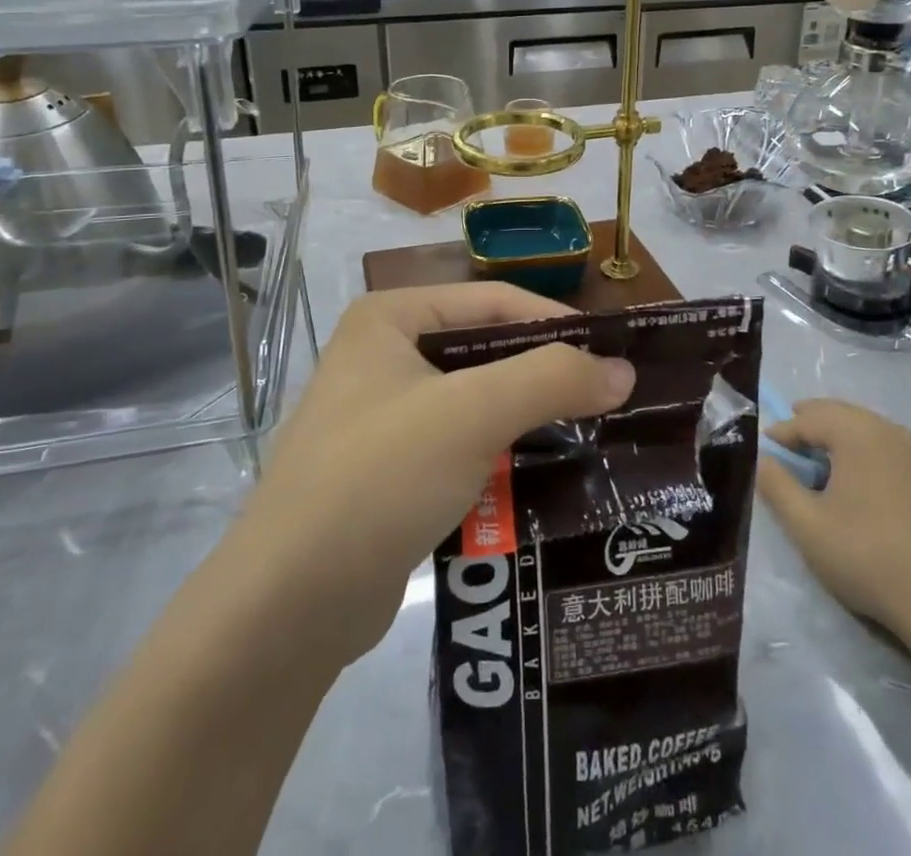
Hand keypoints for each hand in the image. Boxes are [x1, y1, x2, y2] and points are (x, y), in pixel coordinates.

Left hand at [221, 284, 633, 666]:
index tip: (616, 354)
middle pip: (487, 351)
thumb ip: (552, 380)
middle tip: (610, 398)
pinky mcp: (390, 470)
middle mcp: (384, 355)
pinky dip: (502, 457)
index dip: (558, 323)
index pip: (494, 302)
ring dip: (529, 419)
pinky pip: (462, 447)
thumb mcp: (472, 414)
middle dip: (546, 376)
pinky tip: (545, 479)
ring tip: (592, 436)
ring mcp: (384, 415)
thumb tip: (624, 370)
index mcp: (390, 318)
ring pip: (478, 402)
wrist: (286, 607)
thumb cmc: (379, 478)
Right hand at [759, 399, 910, 647]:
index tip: (766, 453)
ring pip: (869, 429)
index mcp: (858, 433)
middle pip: (841, 414)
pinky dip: (868, 454)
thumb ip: (776, 485)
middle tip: (790, 447)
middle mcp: (890, 431)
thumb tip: (762, 459)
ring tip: (822, 465)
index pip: (809, 418)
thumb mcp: (807, 525)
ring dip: (840, 438)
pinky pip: (892, 449)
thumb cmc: (868, 557)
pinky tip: (863, 485)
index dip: (783, 432)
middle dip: (811, 425)